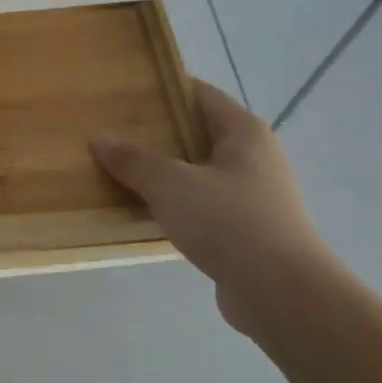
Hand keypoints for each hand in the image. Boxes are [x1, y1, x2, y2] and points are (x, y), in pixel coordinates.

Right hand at [91, 80, 336, 333]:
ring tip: (117, 170)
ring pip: (196, 171)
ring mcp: (251, 194)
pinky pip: (200, 204)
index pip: (199, 94)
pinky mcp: (245, 229)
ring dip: (161, 171)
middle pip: (196, 133)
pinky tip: (141, 210)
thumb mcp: (170, 184)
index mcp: (243, 132)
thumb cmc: (228, 221)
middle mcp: (253, 156)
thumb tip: (100, 138)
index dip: (163, 90)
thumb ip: (133, 159)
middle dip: (155, 133)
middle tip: (110, 131)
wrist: (280, 292)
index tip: (123, 92)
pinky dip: (173, 203)